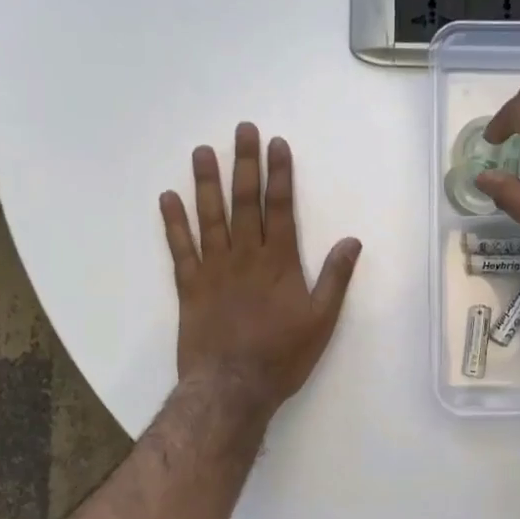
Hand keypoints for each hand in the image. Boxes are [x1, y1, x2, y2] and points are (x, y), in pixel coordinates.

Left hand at [160, 123, 361, 417]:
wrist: (232, 388)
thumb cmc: (282, 356)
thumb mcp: (322, 320)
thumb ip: (335, 278)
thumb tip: (352, 241)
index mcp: (279, 262)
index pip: (280, 208)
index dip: (279, 174)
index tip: (277, 144)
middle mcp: (246, 256)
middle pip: (245, 202)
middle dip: (245, 164)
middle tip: (242, 130)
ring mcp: (214, 268)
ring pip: (210, 216)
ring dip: (206, 182)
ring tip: (202, 151)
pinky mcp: (189, 286)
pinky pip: (179, 248)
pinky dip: (173, 222)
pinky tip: (167, 197)